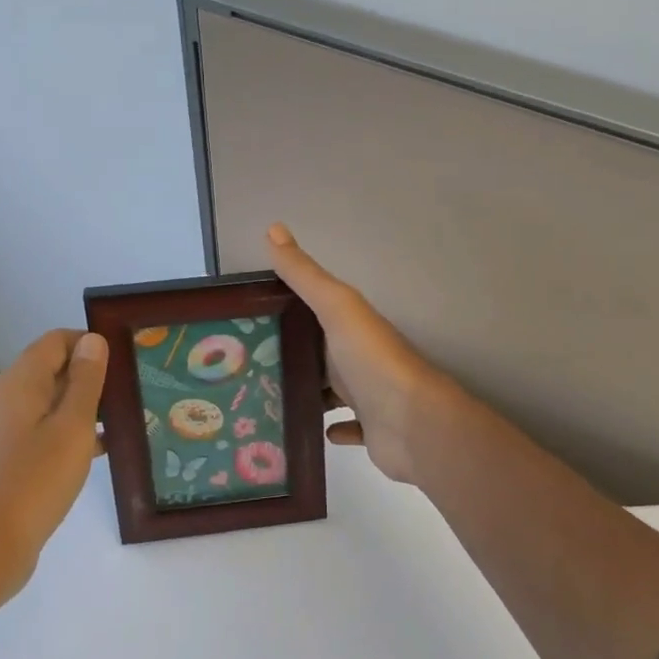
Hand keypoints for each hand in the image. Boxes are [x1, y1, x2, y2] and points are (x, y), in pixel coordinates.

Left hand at [0, 329, 107, 596]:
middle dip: (90, 376)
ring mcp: (1, 429)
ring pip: (49, 402)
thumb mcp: (72, 426)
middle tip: (130, 390)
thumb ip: (86, 380)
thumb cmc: (35, 481)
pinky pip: (41, 429)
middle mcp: (4, 398)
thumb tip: (93, 340)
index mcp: (18, 383)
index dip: (90, 343)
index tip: (124, 360)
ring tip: (122, 419)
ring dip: (83, 406)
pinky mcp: (4, 457)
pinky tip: (99, 450)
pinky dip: (68, 431)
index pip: (56, 341)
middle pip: (52, 369)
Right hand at [266, 223, 443, 485]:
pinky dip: (332, 427)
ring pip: (331, 391)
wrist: (414, 422)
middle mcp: (360, 357)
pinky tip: (312, 430)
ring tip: (266, 398)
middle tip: (244, 367)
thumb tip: (273, 227)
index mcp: (351, 326)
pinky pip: (349, 428)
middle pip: (320, 353)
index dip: (285, 313)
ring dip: (308, 392)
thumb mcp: (336, 306)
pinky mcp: (372, 431)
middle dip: (290, 356)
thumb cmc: (371, 359)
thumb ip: (304, 274)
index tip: (247, 321)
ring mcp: (368, 395)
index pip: (314, 313)